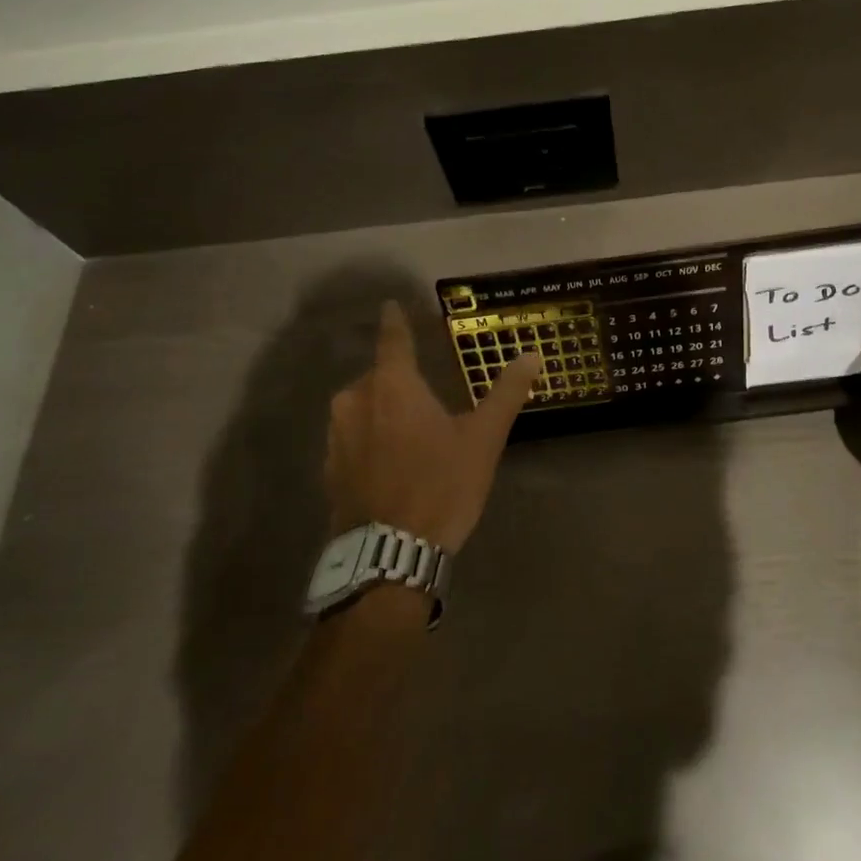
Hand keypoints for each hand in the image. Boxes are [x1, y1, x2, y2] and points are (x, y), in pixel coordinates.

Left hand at [324, 301, 541, 552]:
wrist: (390, 554)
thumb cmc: (441, 486)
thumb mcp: (483, 439)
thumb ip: (506, 393)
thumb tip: (532, 356)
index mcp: (393, 386)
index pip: (393, 340)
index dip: (394, 321)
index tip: (390, 305)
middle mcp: (355, 401)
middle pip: (377, 377)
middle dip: (397, 379)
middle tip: (423, 395)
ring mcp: (336, 436)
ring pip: (361, 407)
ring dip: (381, 411)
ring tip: (409, 432)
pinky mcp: (328, 468)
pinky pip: (351, 438)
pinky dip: (368, 439)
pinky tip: (388, 462)